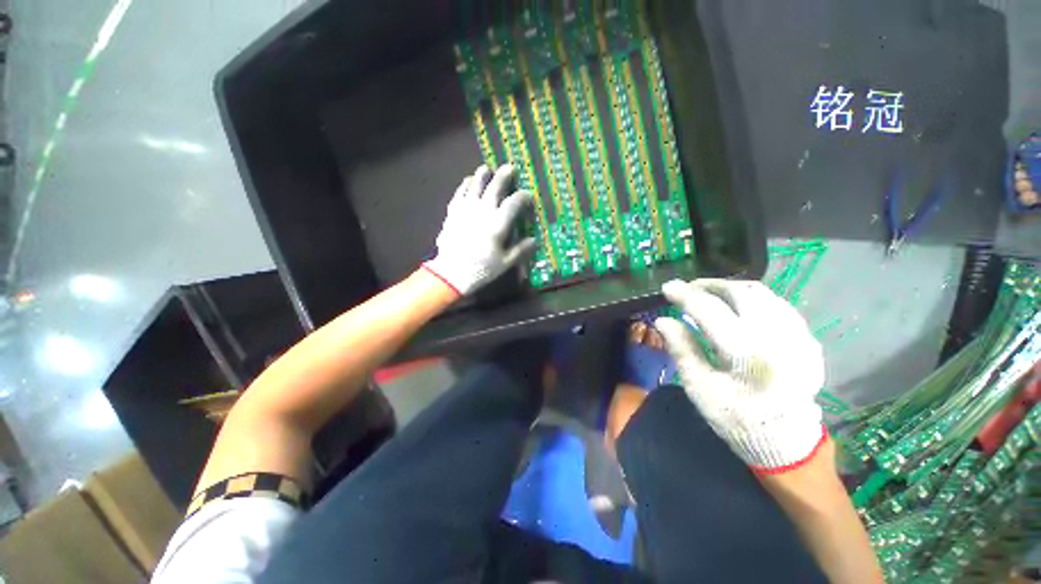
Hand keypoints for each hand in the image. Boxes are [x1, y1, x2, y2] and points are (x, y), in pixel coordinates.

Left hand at [423, 164, 535, 295]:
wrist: (451, 273)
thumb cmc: (482, 269)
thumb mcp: (506, 263)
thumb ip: (521, 250)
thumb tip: (533, 240)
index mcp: (498, 224)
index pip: (513, 204)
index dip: (523, 197)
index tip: (528, 196)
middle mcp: (483, 211)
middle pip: (494, 188)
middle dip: (503, 177)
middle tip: (509, 168)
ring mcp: (466, 210)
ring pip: (475, 186)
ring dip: (482, 176)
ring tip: (487, 168)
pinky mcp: (453, 213)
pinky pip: (459, 194)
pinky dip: (464, 186)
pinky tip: (467, 181)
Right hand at [654, 279, 825, 472]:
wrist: (786, 442)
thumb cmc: (736, 418)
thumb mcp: (700, 388)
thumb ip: (682, 349)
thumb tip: (662, 320)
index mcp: (747, 354)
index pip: (709, 310)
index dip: (685, 295)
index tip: (667, 287)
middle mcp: (777, 338)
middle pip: (741, 292)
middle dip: (710, 285)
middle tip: (689, 289)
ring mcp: (798, 337)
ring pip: (763, 294)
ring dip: (731, 289)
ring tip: (710, 295)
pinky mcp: (807, 340)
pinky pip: (778, 305)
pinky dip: (753, 299)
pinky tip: (738, 308)